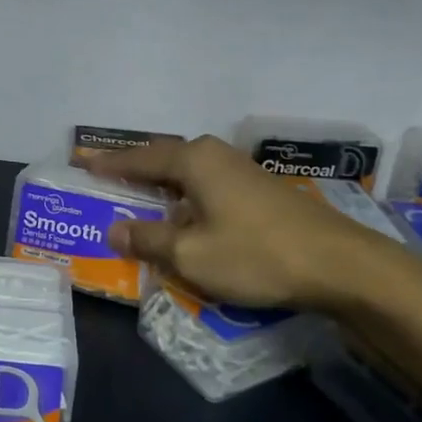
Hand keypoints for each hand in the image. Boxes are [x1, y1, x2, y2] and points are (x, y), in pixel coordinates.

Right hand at [83, 135, 411, 312]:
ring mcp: (242, 171)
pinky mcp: (261, 191)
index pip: (139, 159)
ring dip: (163, 185)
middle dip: (135, 169)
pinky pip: (208, 186)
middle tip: (107, 177)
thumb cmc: (255, 255)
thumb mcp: (191, 255)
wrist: (339, 266)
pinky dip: (187, 197)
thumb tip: (116, 231)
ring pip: (189, 173)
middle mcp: (215, 155)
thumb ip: (148, 240)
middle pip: (164, 158)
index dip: (109, 164)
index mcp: (194, 161)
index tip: (83, 163)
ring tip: (140, 197)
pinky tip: (186, 216)